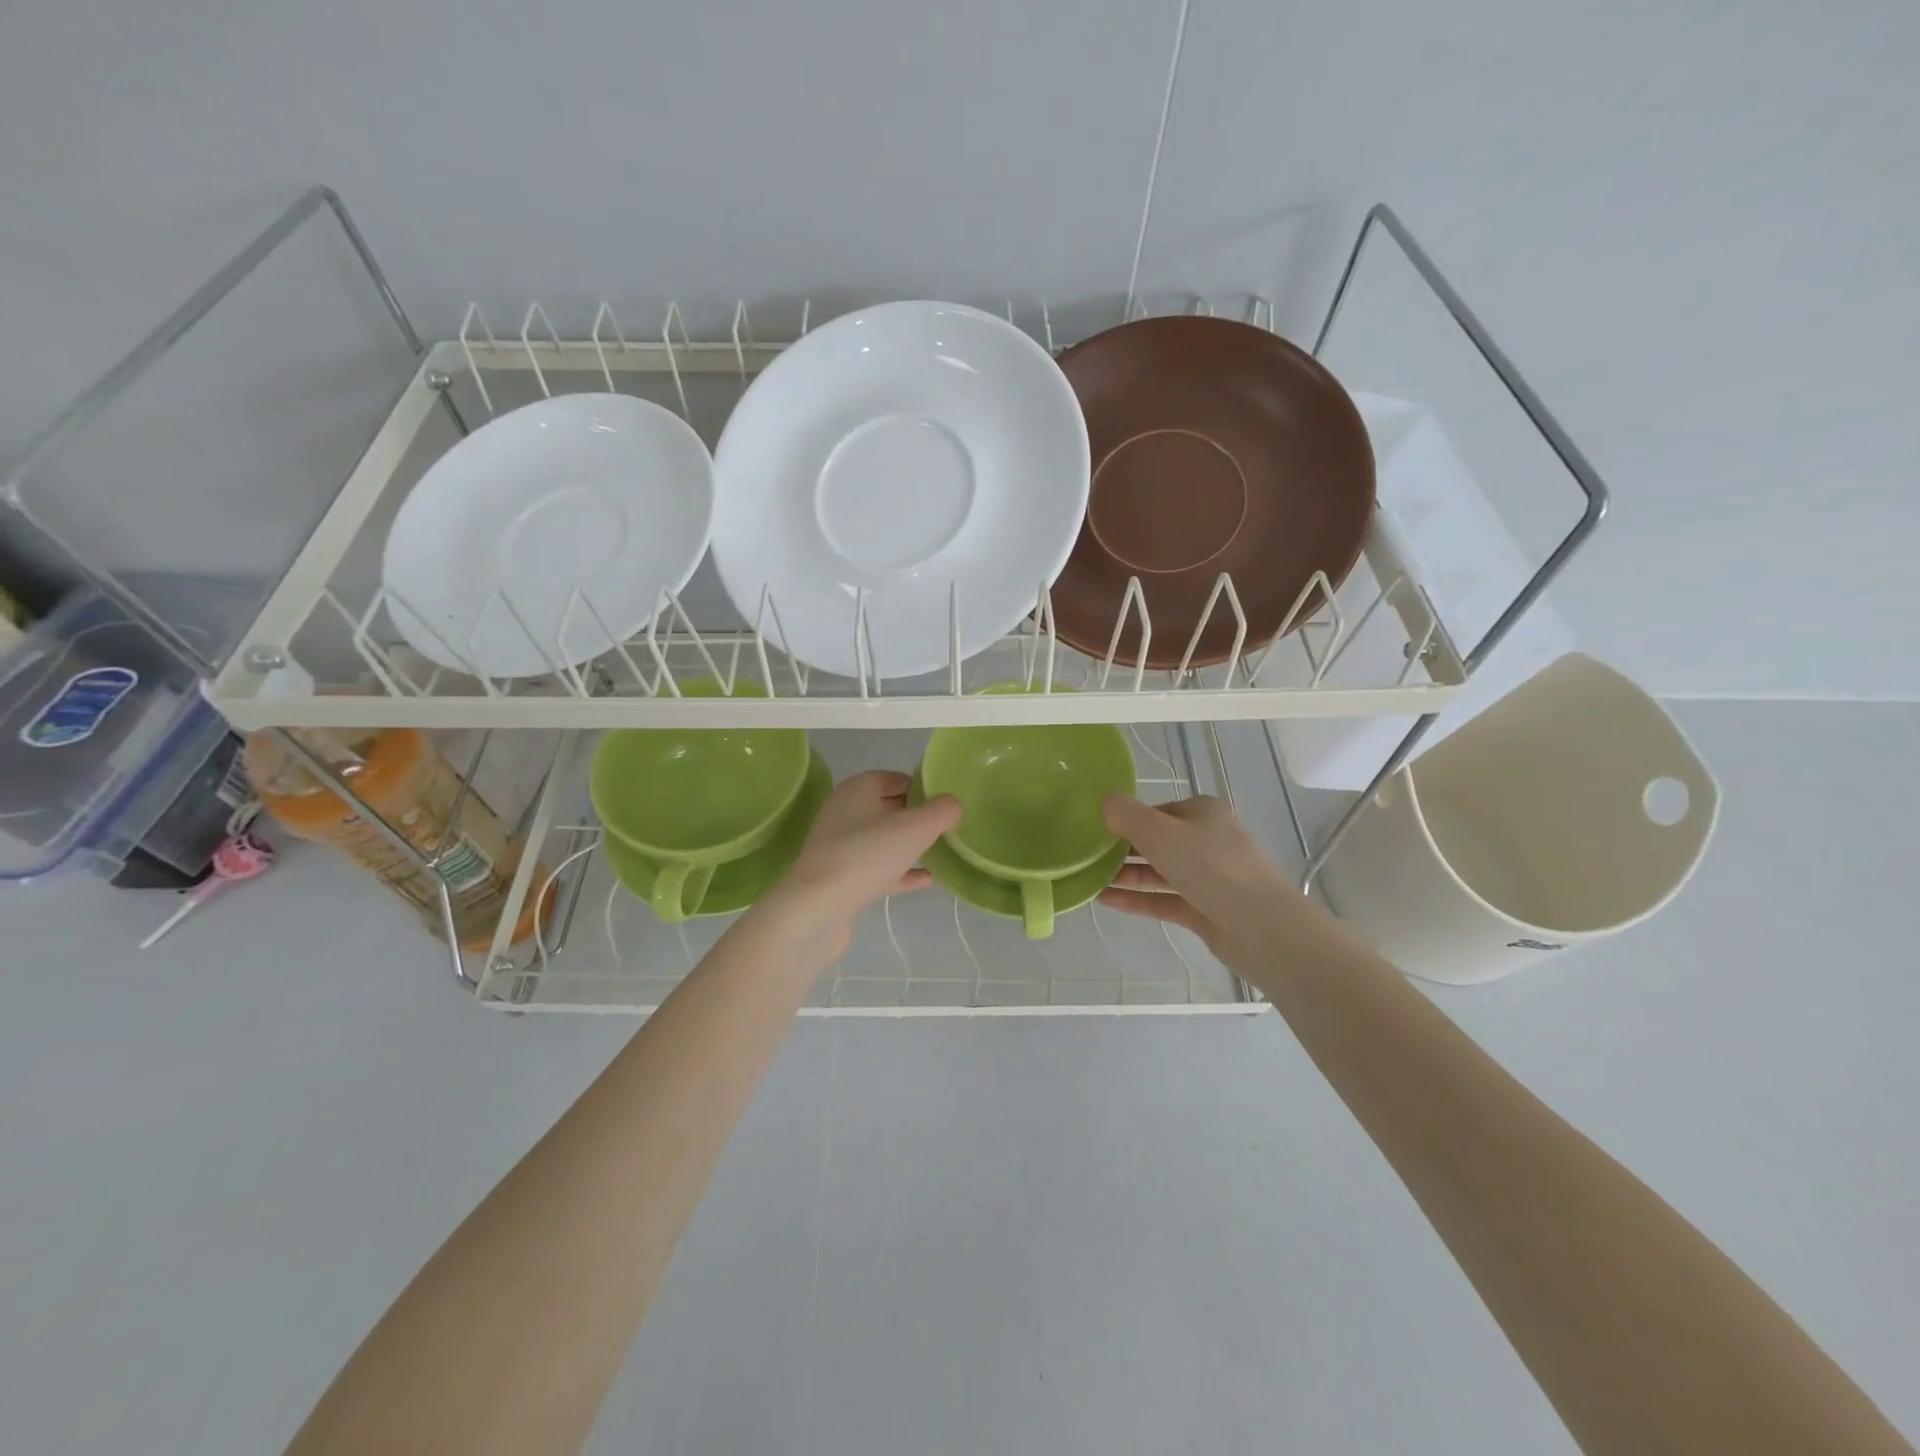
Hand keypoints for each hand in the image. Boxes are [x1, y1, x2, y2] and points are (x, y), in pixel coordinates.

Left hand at [758, 771, 960, 955]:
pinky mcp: (840, 880)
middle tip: (947, 829)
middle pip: (887, 808)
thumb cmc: (867, 855)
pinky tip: (926, 880)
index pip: (893, 778)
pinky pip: (877, 869)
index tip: (946, 804)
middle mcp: (844, 813)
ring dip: (909, 846)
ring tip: (940, 853)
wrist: (817, 910)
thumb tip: (952, 805)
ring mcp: (839, 848)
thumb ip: (941, 811)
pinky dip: (900, 872)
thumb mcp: (915, 827)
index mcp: (856, 790)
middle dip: (916, 817)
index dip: (921, 787)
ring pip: (882, 840)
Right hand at [1097, 794, 1302, 951]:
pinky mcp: (1204, 910)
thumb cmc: (1211, 867)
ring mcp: (1207, 878)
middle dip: (1123, 848)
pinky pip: (1163, 899)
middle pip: (1157, 841)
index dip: (1127, 819)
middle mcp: (1207, 841)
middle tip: (1086, 856)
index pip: (1157, 811)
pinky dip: (1136, 898)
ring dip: (1126, 874)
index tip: (1095, 830)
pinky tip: (1105, 901)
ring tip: (1089, 878)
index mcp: (1202, 813)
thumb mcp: (1161, 833)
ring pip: (1159, 872)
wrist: (1261, 927)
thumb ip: (1127, 816)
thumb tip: (1103, 802)